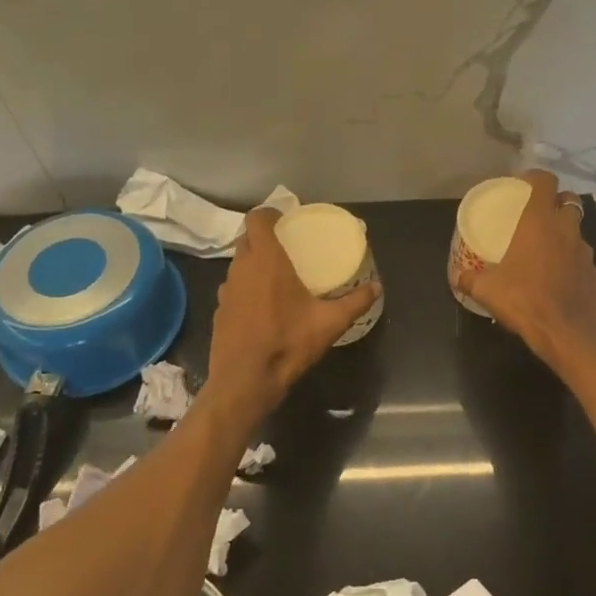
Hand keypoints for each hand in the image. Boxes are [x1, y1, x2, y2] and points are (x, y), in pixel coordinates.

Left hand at [206, 206, 378, 416]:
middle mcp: (241, 268)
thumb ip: (355, 302)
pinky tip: (263, 306)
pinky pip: (234, 287)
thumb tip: (377, 287)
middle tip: (288, 246)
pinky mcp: (219, 311)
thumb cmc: (287, 344)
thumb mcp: (329, 323)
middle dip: (264, 237)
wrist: (244, 382)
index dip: (269, 213)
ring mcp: (226, 290)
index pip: (257, 219)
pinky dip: (247, 287)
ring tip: (277, 275)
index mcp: (267, 260)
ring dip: (254, 262)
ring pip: (238, 263)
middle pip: (247, 239)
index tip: (286, 220)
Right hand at [455, 170, 595, 369]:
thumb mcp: (487, 290)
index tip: (522, 184)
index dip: (535, 177)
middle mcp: (566, 229)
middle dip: (554, 202)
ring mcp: (584, 251)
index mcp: (539, 221)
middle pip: (568, 200)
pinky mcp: (594, 272)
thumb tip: (457, 276)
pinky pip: (581, 256)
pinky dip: (571, 259)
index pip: (545, 181)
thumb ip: (469, 279)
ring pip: (576, 229)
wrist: (568, 334)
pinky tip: (557, 277)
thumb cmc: (525, 301)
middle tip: (535, 215)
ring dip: (563, 232)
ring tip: (544, 248)